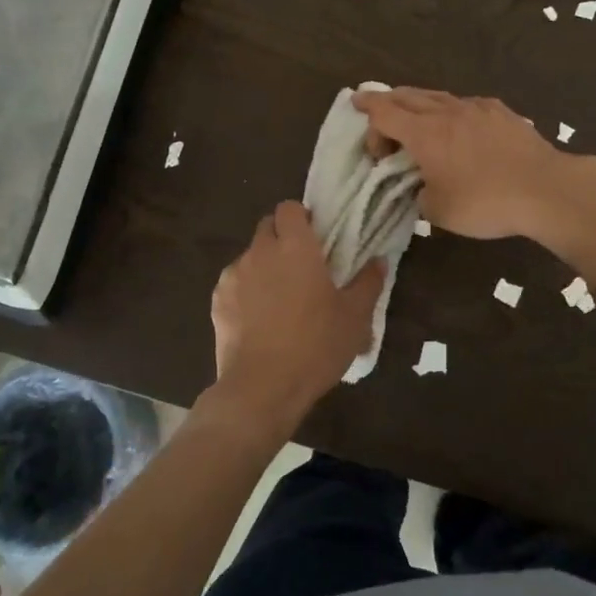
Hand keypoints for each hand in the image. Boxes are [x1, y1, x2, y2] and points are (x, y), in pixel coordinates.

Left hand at [204, 202, 384, 439]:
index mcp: (295, 247)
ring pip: (250, 255)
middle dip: (282, 238)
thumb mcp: (355, 317)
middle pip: (268, 226)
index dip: (301, 218)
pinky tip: (259, 318)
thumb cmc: (316, 346)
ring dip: (264, 265)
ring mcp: (234, 275)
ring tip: (279, 298)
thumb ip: (368, 283)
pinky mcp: (217, 300)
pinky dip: (246, 290)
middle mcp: (260, 251)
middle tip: (302, 266)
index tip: (315, 237)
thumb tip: (379, 261)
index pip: (290, 208)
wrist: (262, 387)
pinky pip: (234, 282)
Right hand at [353, 87, 571, 240]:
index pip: (384, 111)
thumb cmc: (485, 202)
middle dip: (387, 103)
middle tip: (377, 114)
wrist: (546, 189)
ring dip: (418, 103)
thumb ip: (420, 195)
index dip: (366, 109)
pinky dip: (450, 110)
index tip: (355, 106)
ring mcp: (476, 108)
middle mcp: (446, 112)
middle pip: (407, 96)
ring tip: (413, 115)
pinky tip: (457, 123)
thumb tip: (422, 187)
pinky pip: (465, 104)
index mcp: (424, 133)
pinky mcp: (501, 112)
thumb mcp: (438, 212)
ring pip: (437, 96)